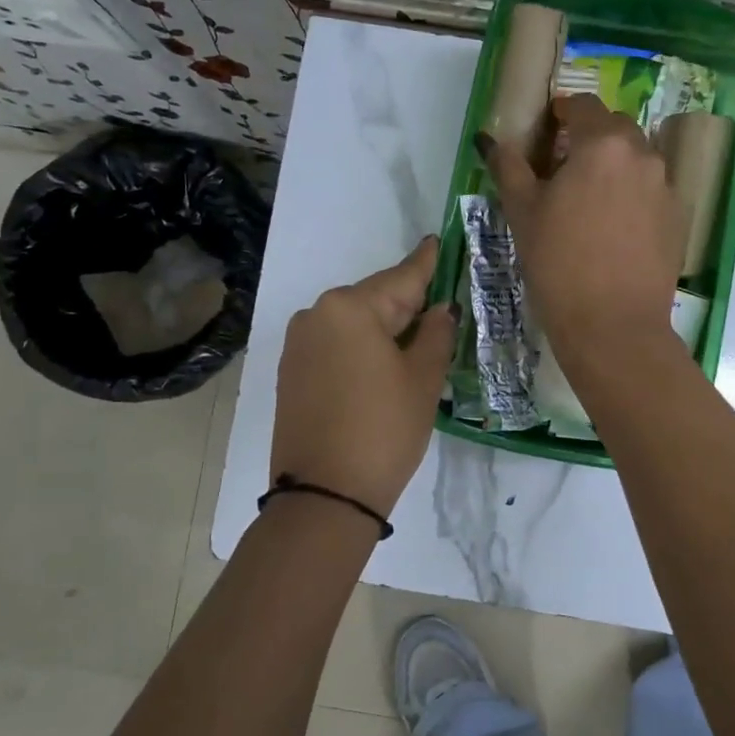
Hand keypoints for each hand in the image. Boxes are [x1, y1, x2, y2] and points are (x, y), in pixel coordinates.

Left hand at [271, 236, 456, 517]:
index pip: (401, 277)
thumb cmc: (384, 430)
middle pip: (375, 299)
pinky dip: (362, 348)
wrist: (325, 496)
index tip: (438, 240)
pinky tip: (383, 366)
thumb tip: (440, 309)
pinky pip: (336, 345)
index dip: (427, 262)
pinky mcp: (292, 372)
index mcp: (350, 307)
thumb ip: (436, 333)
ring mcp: (299, 344)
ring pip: (354, 324)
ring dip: (385, 329)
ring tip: (417, 345)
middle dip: (408, 304)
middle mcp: (317, 314)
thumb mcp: (423, 379)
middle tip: (442, 309)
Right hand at [479, 93, 684, 372]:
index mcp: (602, 144)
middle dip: (590, 136)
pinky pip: (651, 191)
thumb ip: (509, 167)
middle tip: (564, 166)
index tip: (548, 127)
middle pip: (615, 128)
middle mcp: (642, 155)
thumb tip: (491, 140)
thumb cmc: (558, 264)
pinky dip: (632, 195)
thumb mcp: (523, 213)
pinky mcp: (678, 219)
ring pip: (636, 160)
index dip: (563, 110)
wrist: (613, 325)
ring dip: (613, 165)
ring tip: (589, 199)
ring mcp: (666, 187)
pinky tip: (613, 228)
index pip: (583, 105)